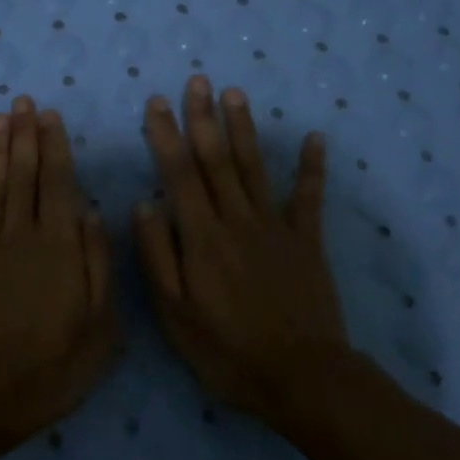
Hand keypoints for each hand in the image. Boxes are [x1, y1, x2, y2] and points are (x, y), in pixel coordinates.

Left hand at [0, 95, 117, 449]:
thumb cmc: (55, 366)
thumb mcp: (101, 325)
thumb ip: (99, 264)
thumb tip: (93, 213)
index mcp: (61, 247)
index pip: (59, 184)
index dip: (54, 146)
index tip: (50, 115)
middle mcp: (23, 236)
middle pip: (25, 176)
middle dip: (25, 136)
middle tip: (23, 101)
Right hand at [133, 75, 350, 422]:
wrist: (301, 378)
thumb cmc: (227, 351)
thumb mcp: (175, 314)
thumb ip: (157, 256)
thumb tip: (144, 204)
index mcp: (202, 237)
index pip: (179, 174)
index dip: (167, 136)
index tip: (158, 103)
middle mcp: (237, 220)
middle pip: (217, 160)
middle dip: (204, 118)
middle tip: (198, 81)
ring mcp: (276, 228)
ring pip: (255, 168)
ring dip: (244, 128)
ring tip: (235, 94)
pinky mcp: (307, 241)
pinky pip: (309, 197)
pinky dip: (312, 167)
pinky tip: (315, 138)